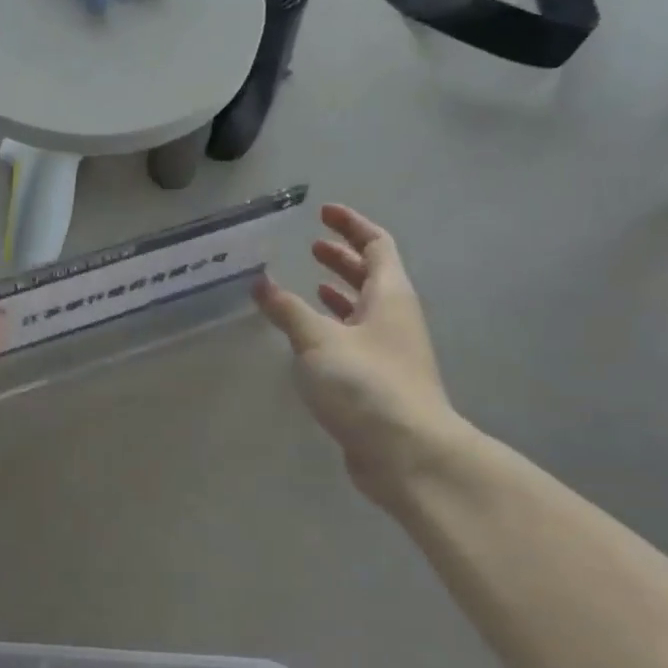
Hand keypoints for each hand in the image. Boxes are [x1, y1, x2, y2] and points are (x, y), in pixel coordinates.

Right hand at [254, 204, 468, 500]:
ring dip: (338, 292)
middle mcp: (395, 317)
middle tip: (311, 247)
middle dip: (342, 257)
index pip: (377, 244)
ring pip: (363, 309)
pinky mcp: (378, 381)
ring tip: (308, 283)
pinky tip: (308, 335)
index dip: (351, 225)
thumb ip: (287, 310)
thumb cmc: (366, 384)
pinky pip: (354, 339)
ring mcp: (389, 351)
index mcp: (390, 295)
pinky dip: (333, 327)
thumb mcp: (318, 340)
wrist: (407, 454)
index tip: (324, 212)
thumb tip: (260, 282)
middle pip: (371, 275)